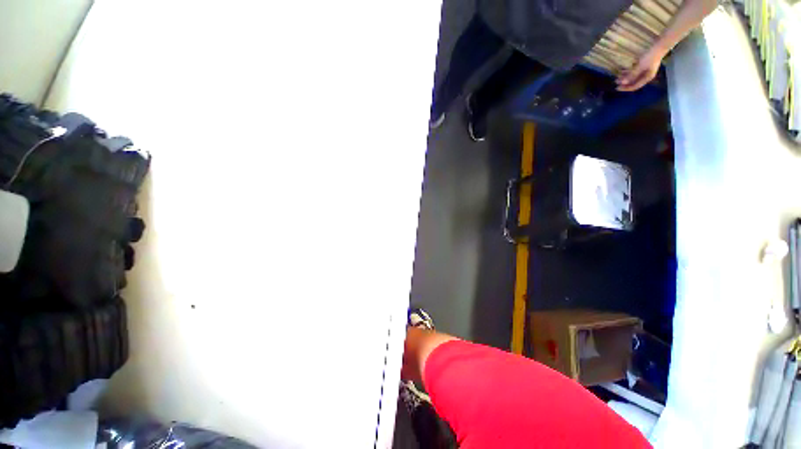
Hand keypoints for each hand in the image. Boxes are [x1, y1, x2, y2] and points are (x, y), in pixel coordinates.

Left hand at [616, 47, 664, 91]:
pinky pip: (634, 72)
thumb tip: (622, 82)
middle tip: (615, 83)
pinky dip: (628, 73)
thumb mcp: (640, 66)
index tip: (617, 88)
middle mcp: (646, 76)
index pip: (634, 86)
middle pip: (633, 82)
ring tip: (617, 78)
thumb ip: (631, 75)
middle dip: (624, 83)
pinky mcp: (643, 67)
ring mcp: (645, 72)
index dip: (625, 88)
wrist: (658, 47)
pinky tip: (622, 72)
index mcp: (647, 78)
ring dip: (625, 78)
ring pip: (633, 77)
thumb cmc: (650, 57)